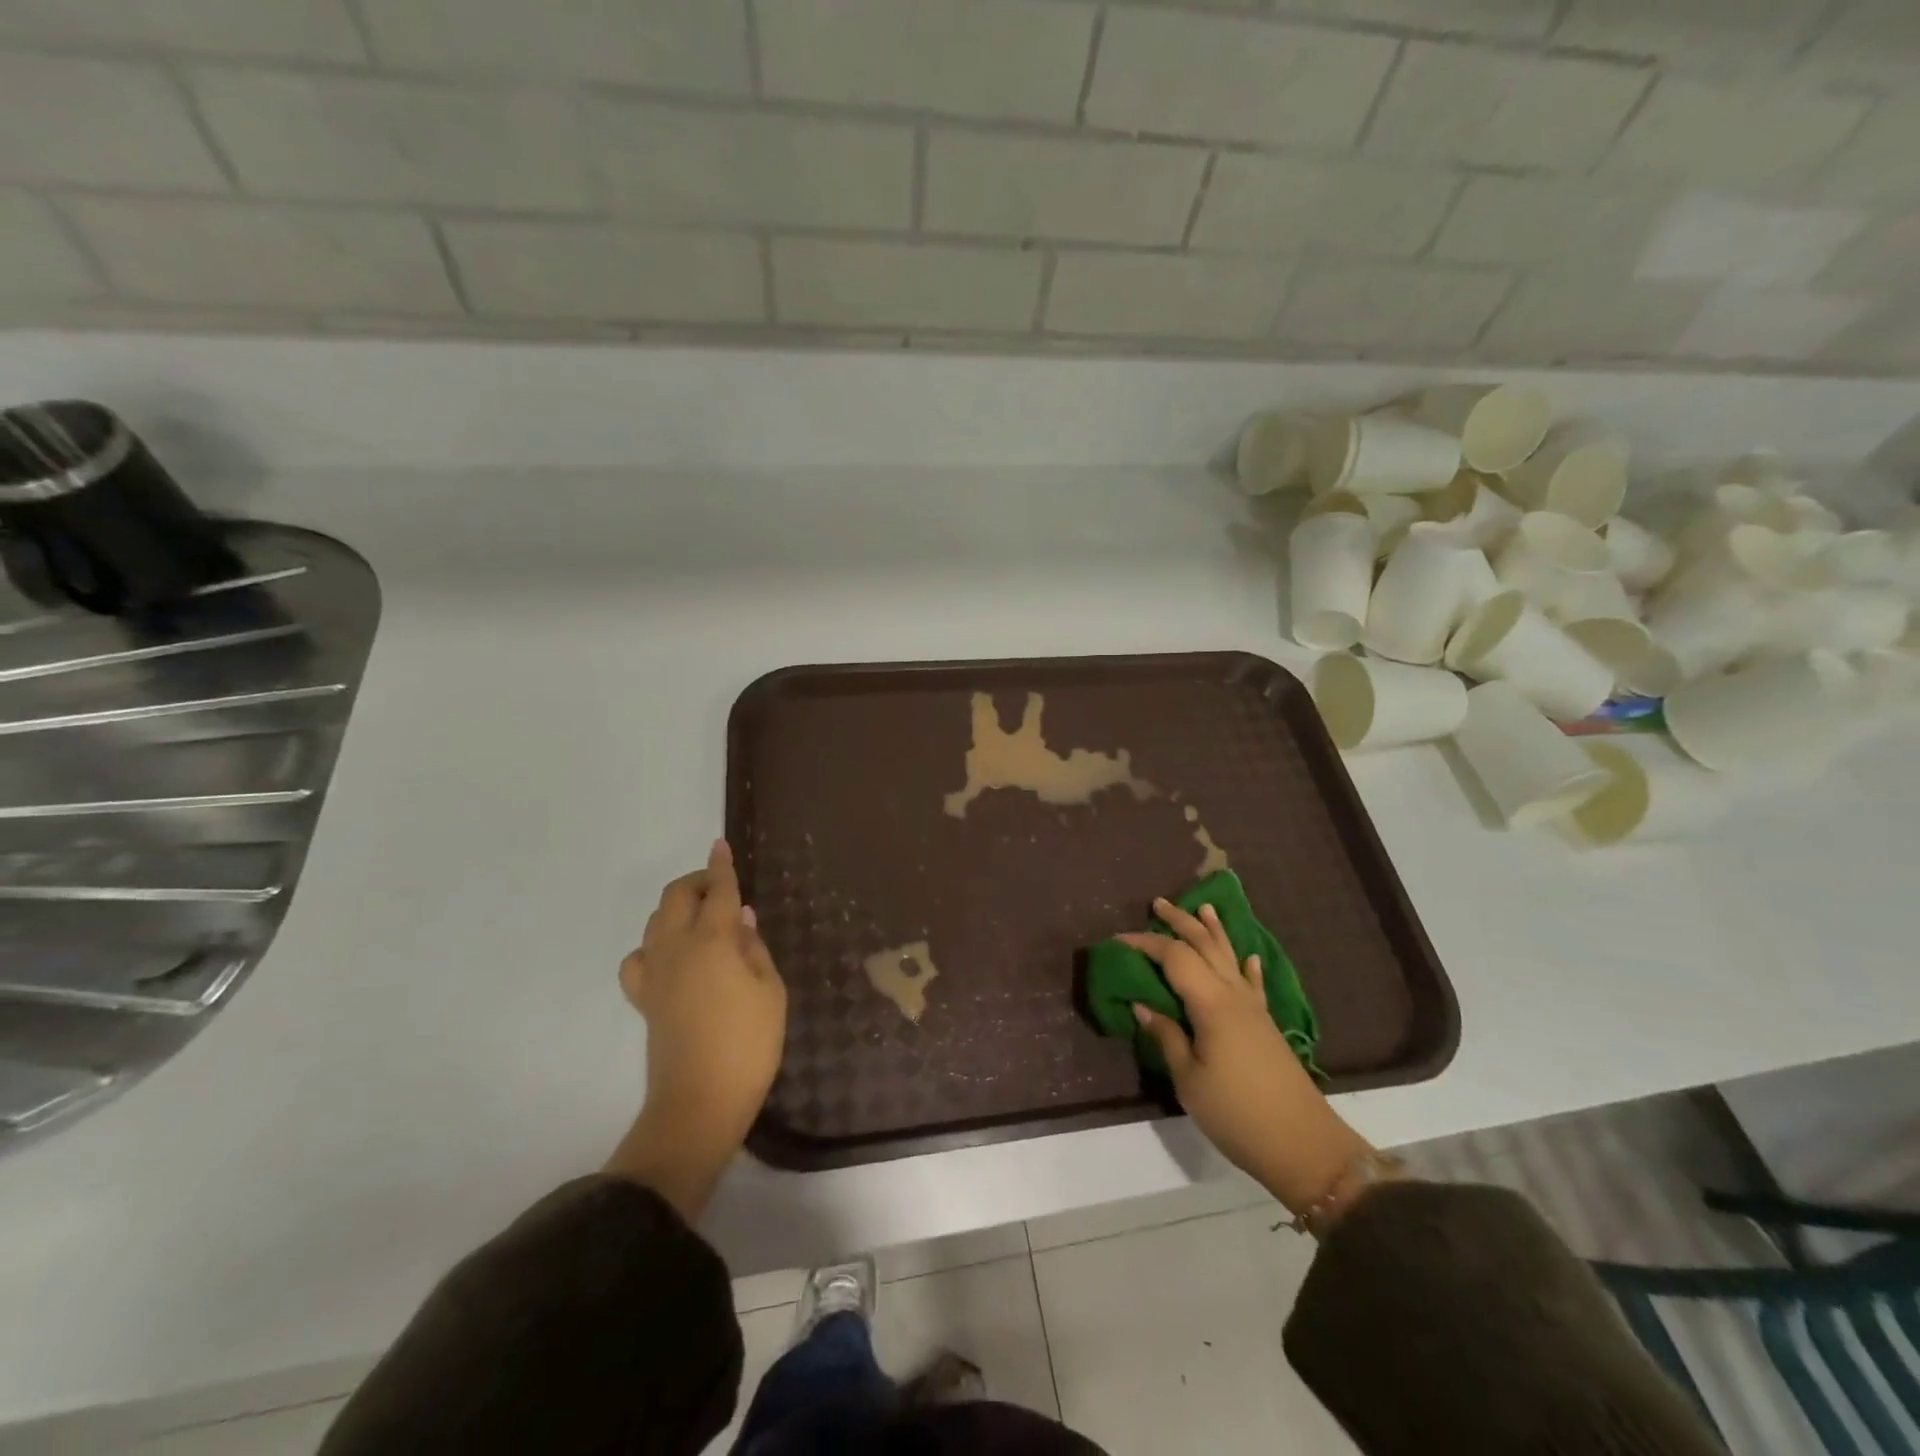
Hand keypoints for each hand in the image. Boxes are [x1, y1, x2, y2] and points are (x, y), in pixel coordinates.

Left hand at [605, 840, 786, 1216]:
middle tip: (720, 886)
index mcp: (713, 941)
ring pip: (654, 922)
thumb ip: (753, 948)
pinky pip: (639, 958)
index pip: (717, 891)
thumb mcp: (771, 992)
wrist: (700, 1102)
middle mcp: (677, 948)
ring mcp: (655, 973)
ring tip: (702, 918)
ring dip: (676, 908)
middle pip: (676, 897)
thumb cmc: (748, 1044)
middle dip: (696, 881)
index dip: (721, 866)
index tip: (720, 845)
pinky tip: (671, 957)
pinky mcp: (644, 999)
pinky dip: (653, 946)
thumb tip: (740, 917)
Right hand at [1122, 899, 1370, 1216]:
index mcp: (1210, 1003)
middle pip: (1205, 946)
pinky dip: (1248, 967)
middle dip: (1181, 922)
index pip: (1174, 957)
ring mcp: (1254, 1008)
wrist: (1303, 1145)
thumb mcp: (1189, 1080)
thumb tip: (1143, 1006)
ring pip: (1231, 957)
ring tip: (1205, 908)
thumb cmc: (1236, 1113)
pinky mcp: (1267, 1025)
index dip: (1145, 944)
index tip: (1117, 940)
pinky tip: (1249, 958)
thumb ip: (1167, 1037)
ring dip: (1215, 931)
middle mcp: (1233, 995)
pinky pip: (1254, 984)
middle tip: (1158, 904)